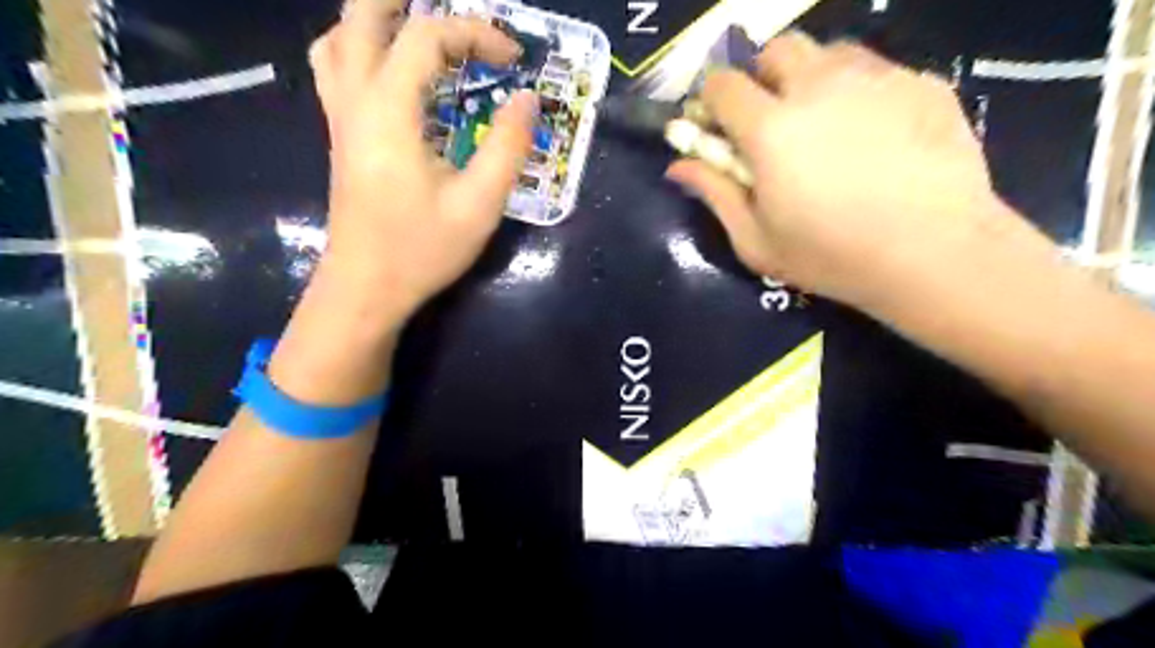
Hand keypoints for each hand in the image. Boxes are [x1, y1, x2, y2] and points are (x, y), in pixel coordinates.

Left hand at [309, 0, 539, 323]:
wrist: (366, 289)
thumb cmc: (422, 249)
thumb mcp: (479, 203)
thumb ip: (508, 146)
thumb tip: (527, 99)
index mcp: (390, 110)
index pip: (426, 37)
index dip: (475, 34)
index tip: (514, 61)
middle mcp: (355, 100)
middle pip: (361, 16)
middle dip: (406, 3)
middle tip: (453, 18)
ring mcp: (340, 119)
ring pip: (338, 40)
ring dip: (376, 23)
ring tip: (419, 34)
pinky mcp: (340, 139)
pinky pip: (336, 70)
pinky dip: (362, 50)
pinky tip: (394, 75)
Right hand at [664, 30, 1041, 307]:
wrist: (934, 253)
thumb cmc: (831, 256)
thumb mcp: (756, 240)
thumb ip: (715, 194)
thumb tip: (677, 165)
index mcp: (770, 128)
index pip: (723, 84)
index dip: (711, 100)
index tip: (716, 125)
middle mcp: (818, 87)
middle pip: (776, 50)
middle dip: (762, 77)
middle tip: (771, 121)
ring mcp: (876, 78)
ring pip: (828, 51)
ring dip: (811, 78)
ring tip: (824, 122)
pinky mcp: (922, 83)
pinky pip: (876, 70)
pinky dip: (860, 91)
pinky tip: (874, 134)